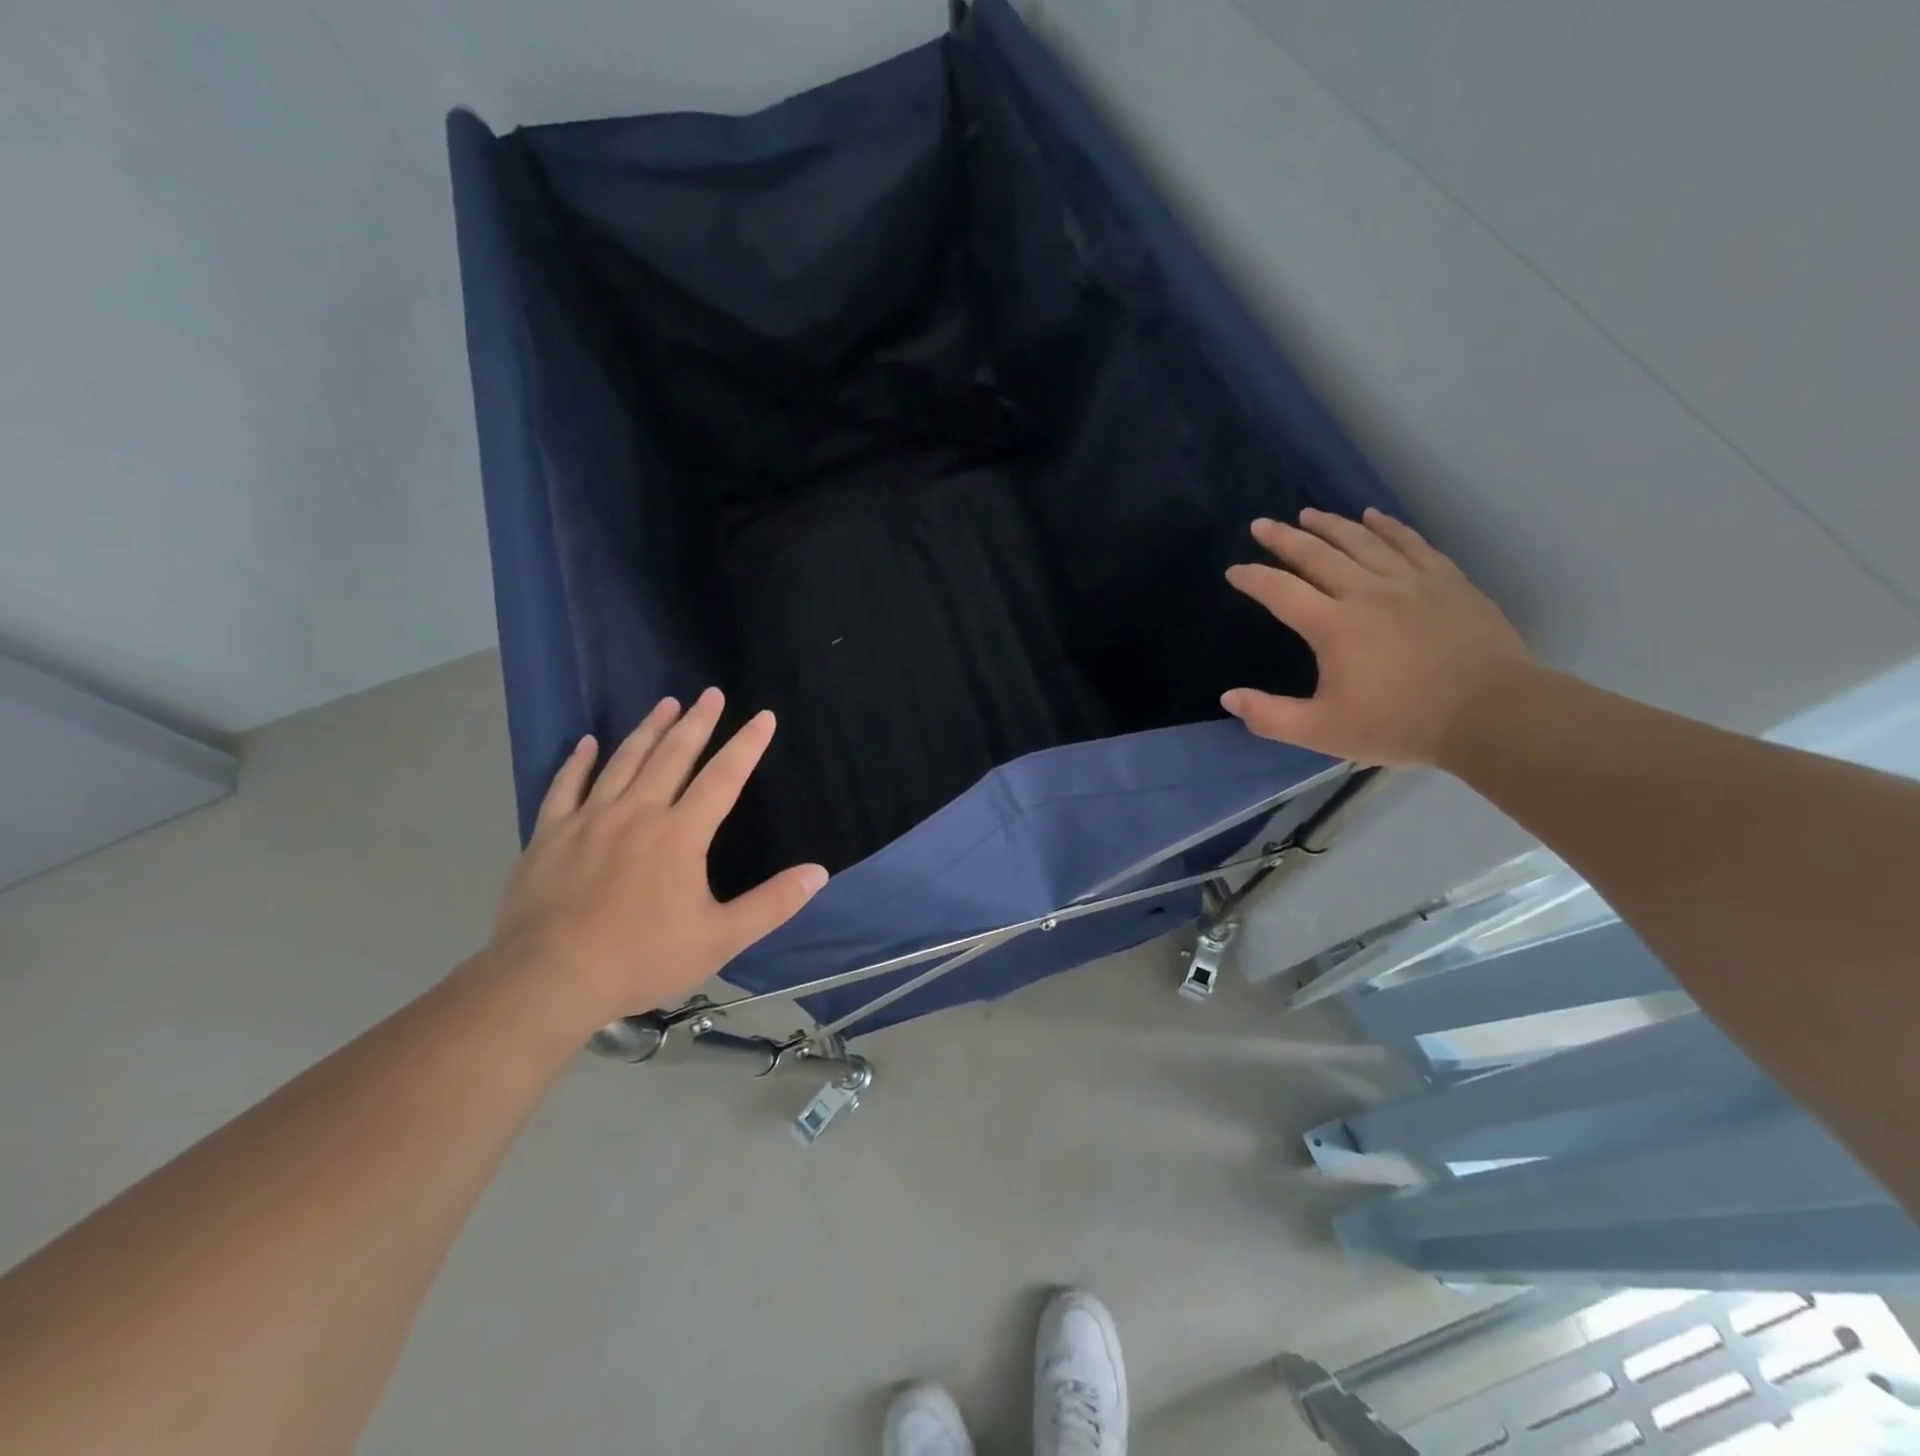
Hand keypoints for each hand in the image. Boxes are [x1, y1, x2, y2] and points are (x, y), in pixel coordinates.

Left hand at [489, 688, 827, 1026]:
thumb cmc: (642, 958)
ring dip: (648, 729)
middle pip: (673, 755)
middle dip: (697, 722)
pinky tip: (588, 742)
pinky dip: (578, 761)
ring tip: (665, 703)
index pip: (723, 777)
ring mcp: (590, 819)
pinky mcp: (550, 834)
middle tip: (710, 694)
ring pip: (624, 761)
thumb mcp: (721, 938)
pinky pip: (565, 786)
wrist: (550, 979)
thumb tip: (818, 872)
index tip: (764, 716)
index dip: (747, 745)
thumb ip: (772, 904)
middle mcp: (638, 813)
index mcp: (681, 834)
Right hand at [1222, 508, 1529, 766]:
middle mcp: (1366, 592)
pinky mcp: (1445, 581)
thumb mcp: (1323, 732)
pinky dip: (1387, 526)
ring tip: (1307, 513)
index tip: (1233, 570)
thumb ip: (1270, 716)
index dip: (1253, 578)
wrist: (1492, 713)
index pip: (1280, 591)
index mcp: (1333, 625)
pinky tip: (1373, 516)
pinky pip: (1410, 542)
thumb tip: (1228, 697)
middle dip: (1284, 538)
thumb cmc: (1401, 723)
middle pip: (1317, 554)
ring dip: (1330, 524)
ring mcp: (1410, 581)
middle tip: (1261, 524)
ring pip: (1362, 540)